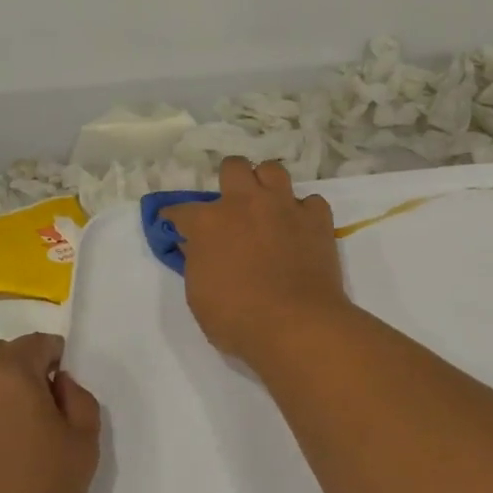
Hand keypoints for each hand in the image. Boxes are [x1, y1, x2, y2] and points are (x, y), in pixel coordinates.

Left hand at [0, 334, 100, 492]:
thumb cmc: (38, 491)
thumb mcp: (83, 443)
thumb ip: (80, 400)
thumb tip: (59, 384)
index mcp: (8, 370)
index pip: (38, 343)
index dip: (58, 359)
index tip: (67, 394)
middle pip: (4, 355)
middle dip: (27, 369)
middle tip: (47, 410)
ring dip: (3, 392)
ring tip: (22, 433)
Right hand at [164, 157, 350, 362]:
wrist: (296, 326)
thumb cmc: (237, 319)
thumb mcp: (198, 296)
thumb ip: (195, 262)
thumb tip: (194, 246)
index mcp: (209, 222)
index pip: (181, 210)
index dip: (175, 219)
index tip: (176, 227)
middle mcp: (245, 203)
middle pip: (233, 167)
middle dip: (229, 181)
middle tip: (232, 207)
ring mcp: (284, 207)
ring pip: (273, 170)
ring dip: (267, 185)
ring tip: (267, 206)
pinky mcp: (317, 219)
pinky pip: (311, 201)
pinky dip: (304, 212)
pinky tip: (300, 228)